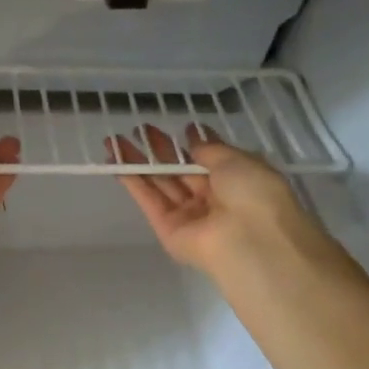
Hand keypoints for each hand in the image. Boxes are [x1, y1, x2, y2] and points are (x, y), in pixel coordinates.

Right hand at [110, 124, 348, 282]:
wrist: (248, 241)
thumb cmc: (253, 194)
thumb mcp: (237, 160)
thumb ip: (210, 149)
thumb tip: (194, 138)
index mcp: (236, 182)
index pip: (209, 160)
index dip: (193, 144)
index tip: (179, 128)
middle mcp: (211, 199)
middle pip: (180, 171)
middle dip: (160, 149)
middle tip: (140, 129)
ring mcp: (188, 215)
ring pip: (160, 184)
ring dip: (139, 162)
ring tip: (116, 141)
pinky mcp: (166, 229)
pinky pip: (149, 200)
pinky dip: (133, 181)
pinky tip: (116, 161)